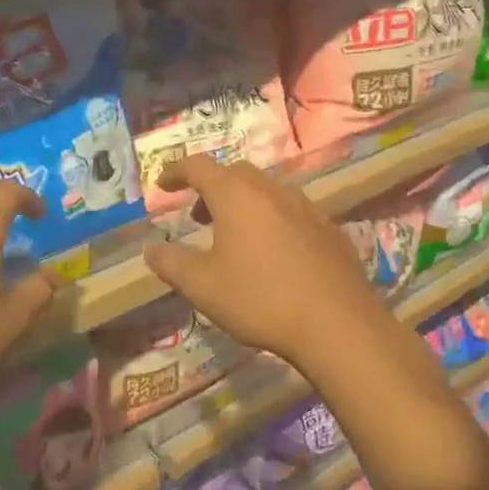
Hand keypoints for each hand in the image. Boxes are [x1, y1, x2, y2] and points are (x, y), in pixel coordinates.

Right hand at [142, 157, 392, 372]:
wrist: (337, 323)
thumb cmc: (260, 299)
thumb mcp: (203, 287)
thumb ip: (172, 264)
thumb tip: (151, 250)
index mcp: (237, 196)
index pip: (199, 166)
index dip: (176, 171)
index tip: (163, 185)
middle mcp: (272, 191)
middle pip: (236, 174)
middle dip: (212, 189)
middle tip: (199, 217)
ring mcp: (307, 208)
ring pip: (268, 192)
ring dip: (245, 205)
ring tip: (236, 238)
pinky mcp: (330, 229)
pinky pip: (293, 214)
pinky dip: (274, 222)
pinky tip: (275, 256)